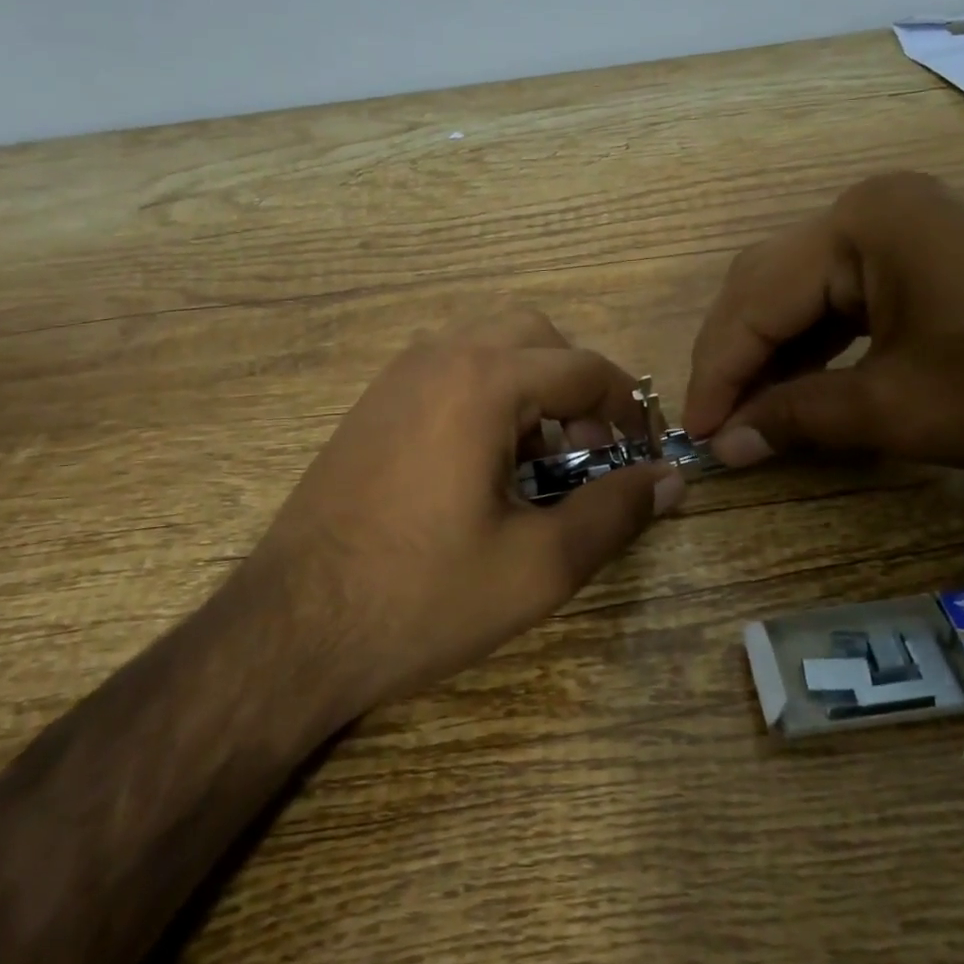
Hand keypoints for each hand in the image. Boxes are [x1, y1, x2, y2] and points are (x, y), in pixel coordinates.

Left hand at [250, 308, 682, 721]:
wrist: (291, 628)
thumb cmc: (422, 596)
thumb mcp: (538, 565)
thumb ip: (615, 511)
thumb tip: (672, 478)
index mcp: (485, 379)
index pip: (584, 367)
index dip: (629, 407)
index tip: (645, 453)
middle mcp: (440, 355)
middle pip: (536, 335)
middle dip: (576, 383)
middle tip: (588, 449)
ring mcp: (398, 374)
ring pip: (488, 343)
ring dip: (529, 383)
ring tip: (536, 457)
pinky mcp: (373, 400)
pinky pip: (449, 366)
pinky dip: (485, 390)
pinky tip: (481, 460)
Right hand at [684, 172, 963, 477]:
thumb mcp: (905, 410)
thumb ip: (801, 419)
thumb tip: (726, 444)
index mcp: (859, 225)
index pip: (755, 300)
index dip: (718, 372)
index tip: (695, 436)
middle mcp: (866, 209)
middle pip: (766, 285)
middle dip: (735, 358)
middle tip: (716, 427)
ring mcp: (895, 226)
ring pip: (797, 292)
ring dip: (768, 354)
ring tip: (748, 416)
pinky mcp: (917, 254)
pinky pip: (838, 298)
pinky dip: (811, 346)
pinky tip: (798, 388)